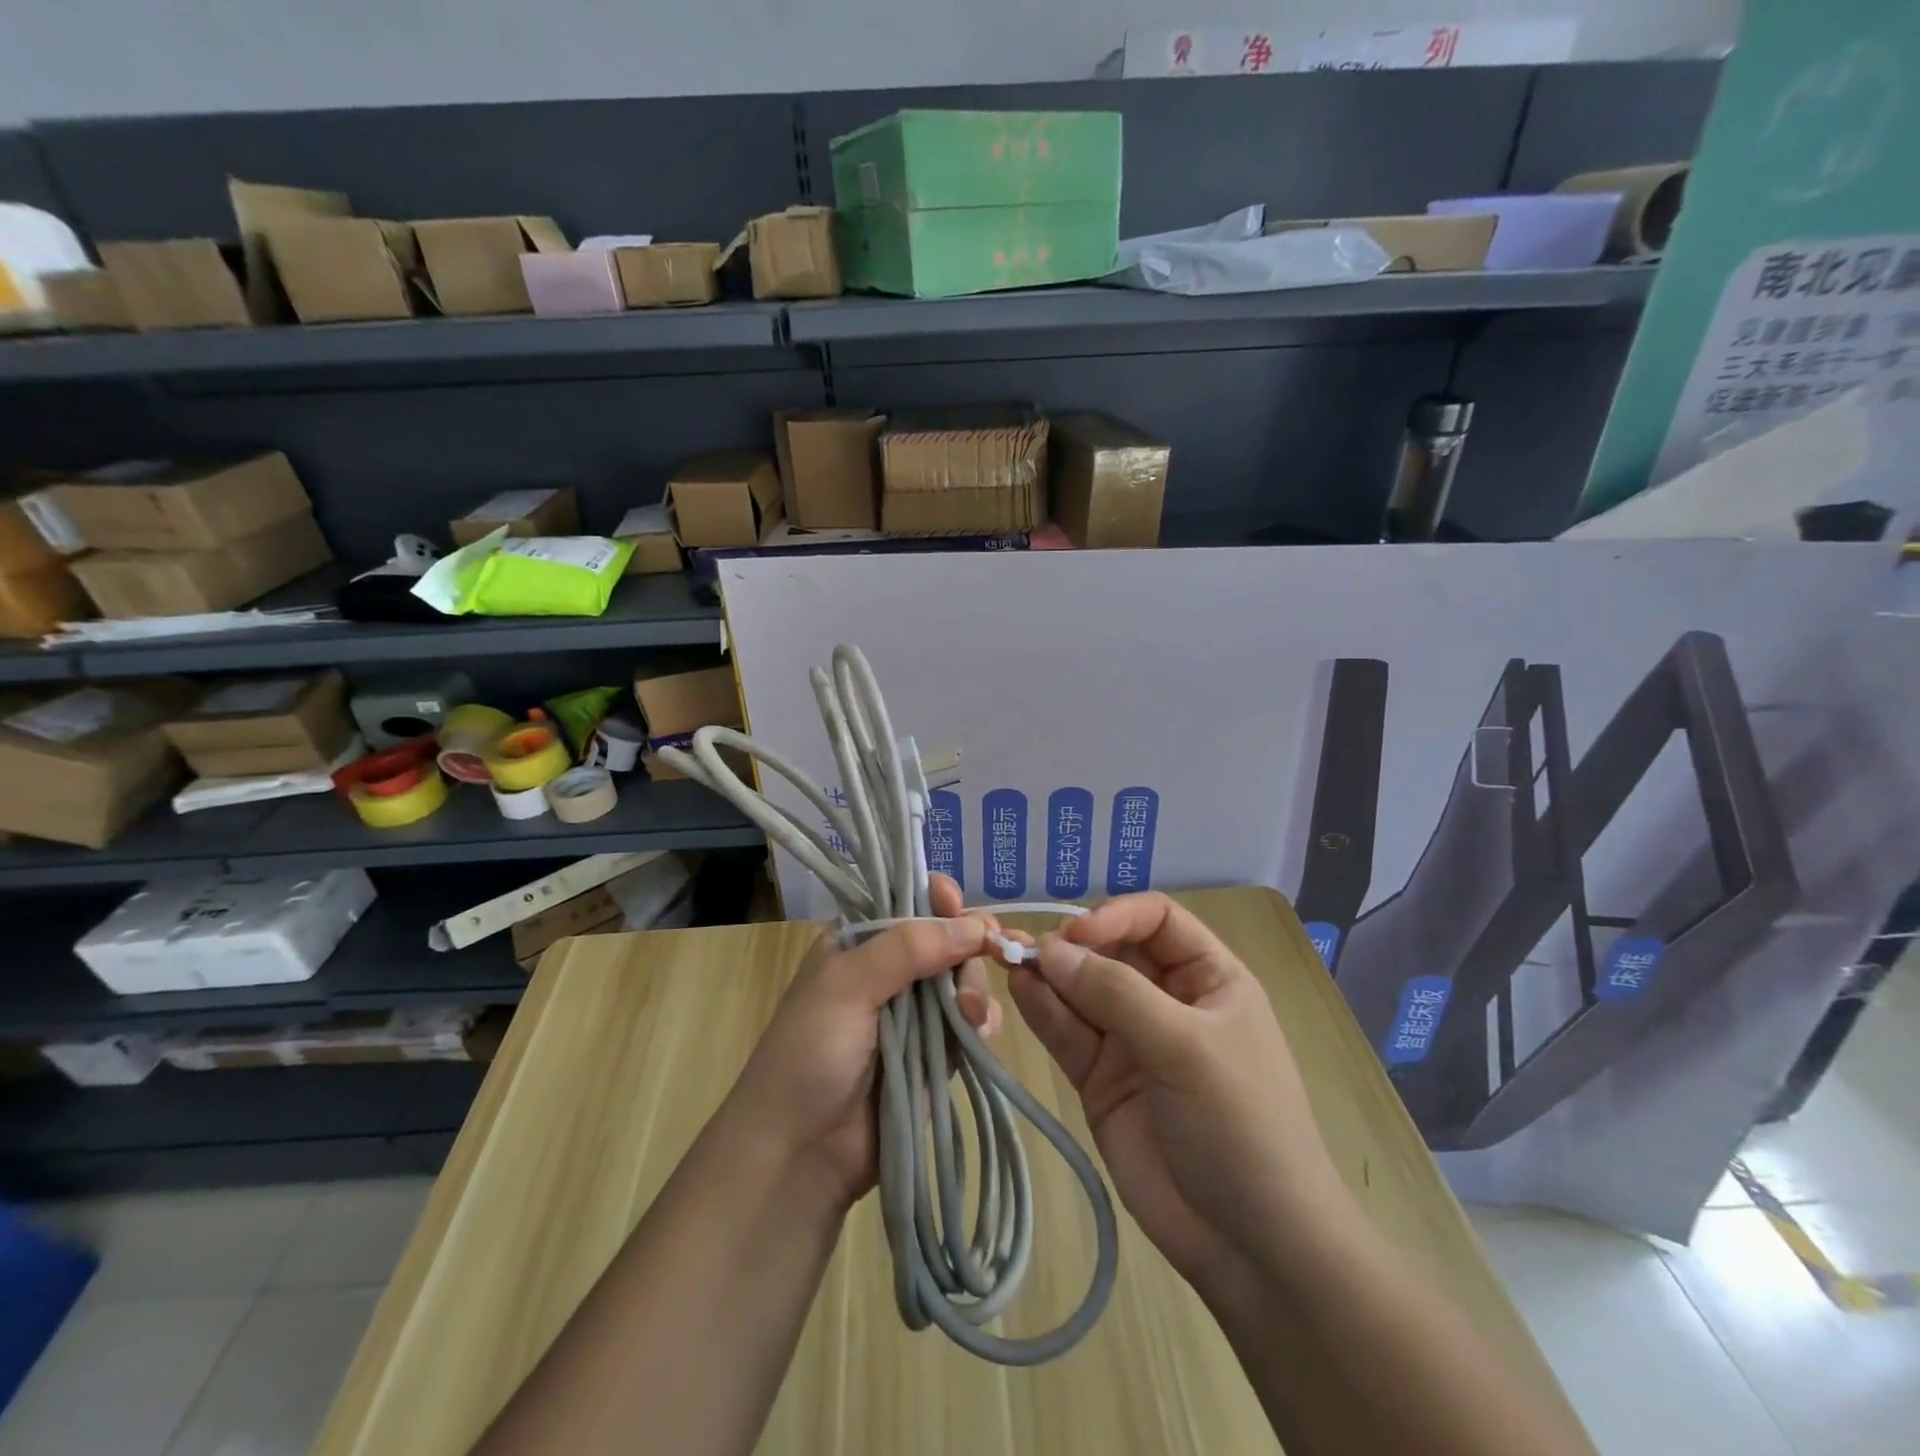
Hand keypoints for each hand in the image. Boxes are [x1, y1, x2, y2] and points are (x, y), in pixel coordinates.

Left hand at [721, 875, 1002, 1212]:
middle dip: (966, 948)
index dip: (938, 899)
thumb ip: (906, 948)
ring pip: (965, 979)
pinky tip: (981, 1033)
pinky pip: (972, 1023)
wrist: (801, 1153)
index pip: (907, 902)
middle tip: (981, 960)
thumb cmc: (810, 1054)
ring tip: (968, 1016)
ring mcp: (916, 1013)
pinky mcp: (937, 1053)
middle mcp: (890, 970)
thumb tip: (974, 925)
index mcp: (860, 942)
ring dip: (975, 989)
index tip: (958, 907)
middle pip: (947, 938)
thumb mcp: (847, 987)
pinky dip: (983, 1022)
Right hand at [1009, 893, 1352, 1292]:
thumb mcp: (1187, 1046)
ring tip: (1005, 958)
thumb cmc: (1241, 1125)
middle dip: (1070, 945)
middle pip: (1110, 952)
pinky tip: (1018, 991)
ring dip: (1046, 974)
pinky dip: (1042, 1011)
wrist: (1252, 1246)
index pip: (1157, 920)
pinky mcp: (1100, 1079)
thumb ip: (1116, 994)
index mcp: (1207, 978)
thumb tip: (1050, 950)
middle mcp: (1166, 1000)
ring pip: (1081, 991)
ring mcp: (1130, 1041)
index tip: (1077, 932)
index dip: (1116, 916)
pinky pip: (1067, 1033)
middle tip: (1023, 946)